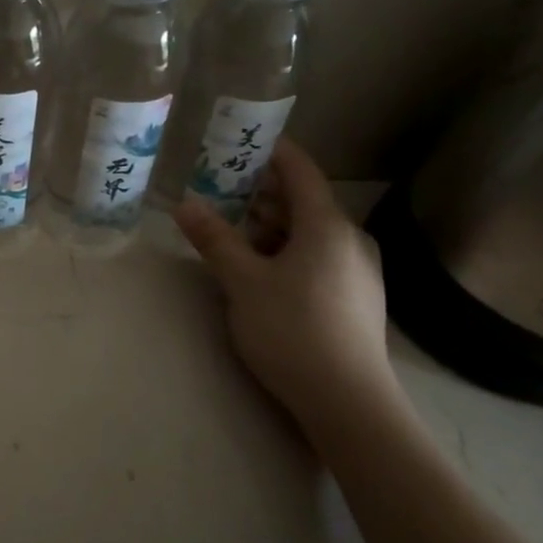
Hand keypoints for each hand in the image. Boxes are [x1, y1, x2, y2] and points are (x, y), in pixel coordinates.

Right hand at [173, 139, 394, 427]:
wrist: (348, 402)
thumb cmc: (292, 330)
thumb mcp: (243, 283)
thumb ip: (214, 239)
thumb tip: (184, 204)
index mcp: (327, 226)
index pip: (300, 170)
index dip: (271, 151)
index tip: (239, 140)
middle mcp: (350, 240)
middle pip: (305, 201)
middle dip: (263, 193)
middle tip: (221, 190)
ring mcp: (359, 271)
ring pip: (311, 233)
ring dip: (273, 225)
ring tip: (234, 232)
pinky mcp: (357, 298)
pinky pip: (319, 257)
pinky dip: (289, 250)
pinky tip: (263, 270)